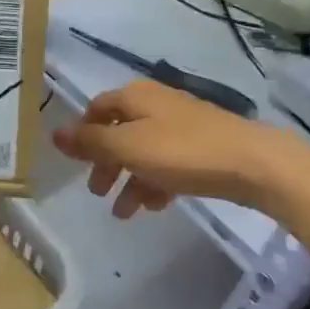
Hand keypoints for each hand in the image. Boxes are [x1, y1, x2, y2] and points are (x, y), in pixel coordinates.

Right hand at [51, 79, 309, 218]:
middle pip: (119, 131)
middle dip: (105, 162)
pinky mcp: (203, 147)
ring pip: (143, 151)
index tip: (74, 162)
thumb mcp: (128, 147)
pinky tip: (154, 206)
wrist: (255, 164)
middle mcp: (156, 104)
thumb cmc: (183, 152)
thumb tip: (54, 133)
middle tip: (97, 191)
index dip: (82, 133)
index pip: (96, 109)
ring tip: (124, 212)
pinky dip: (155, 182)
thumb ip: (90, 142)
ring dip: (129, 179)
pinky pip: (168, 163)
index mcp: (135, 96)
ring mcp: (182, 125)